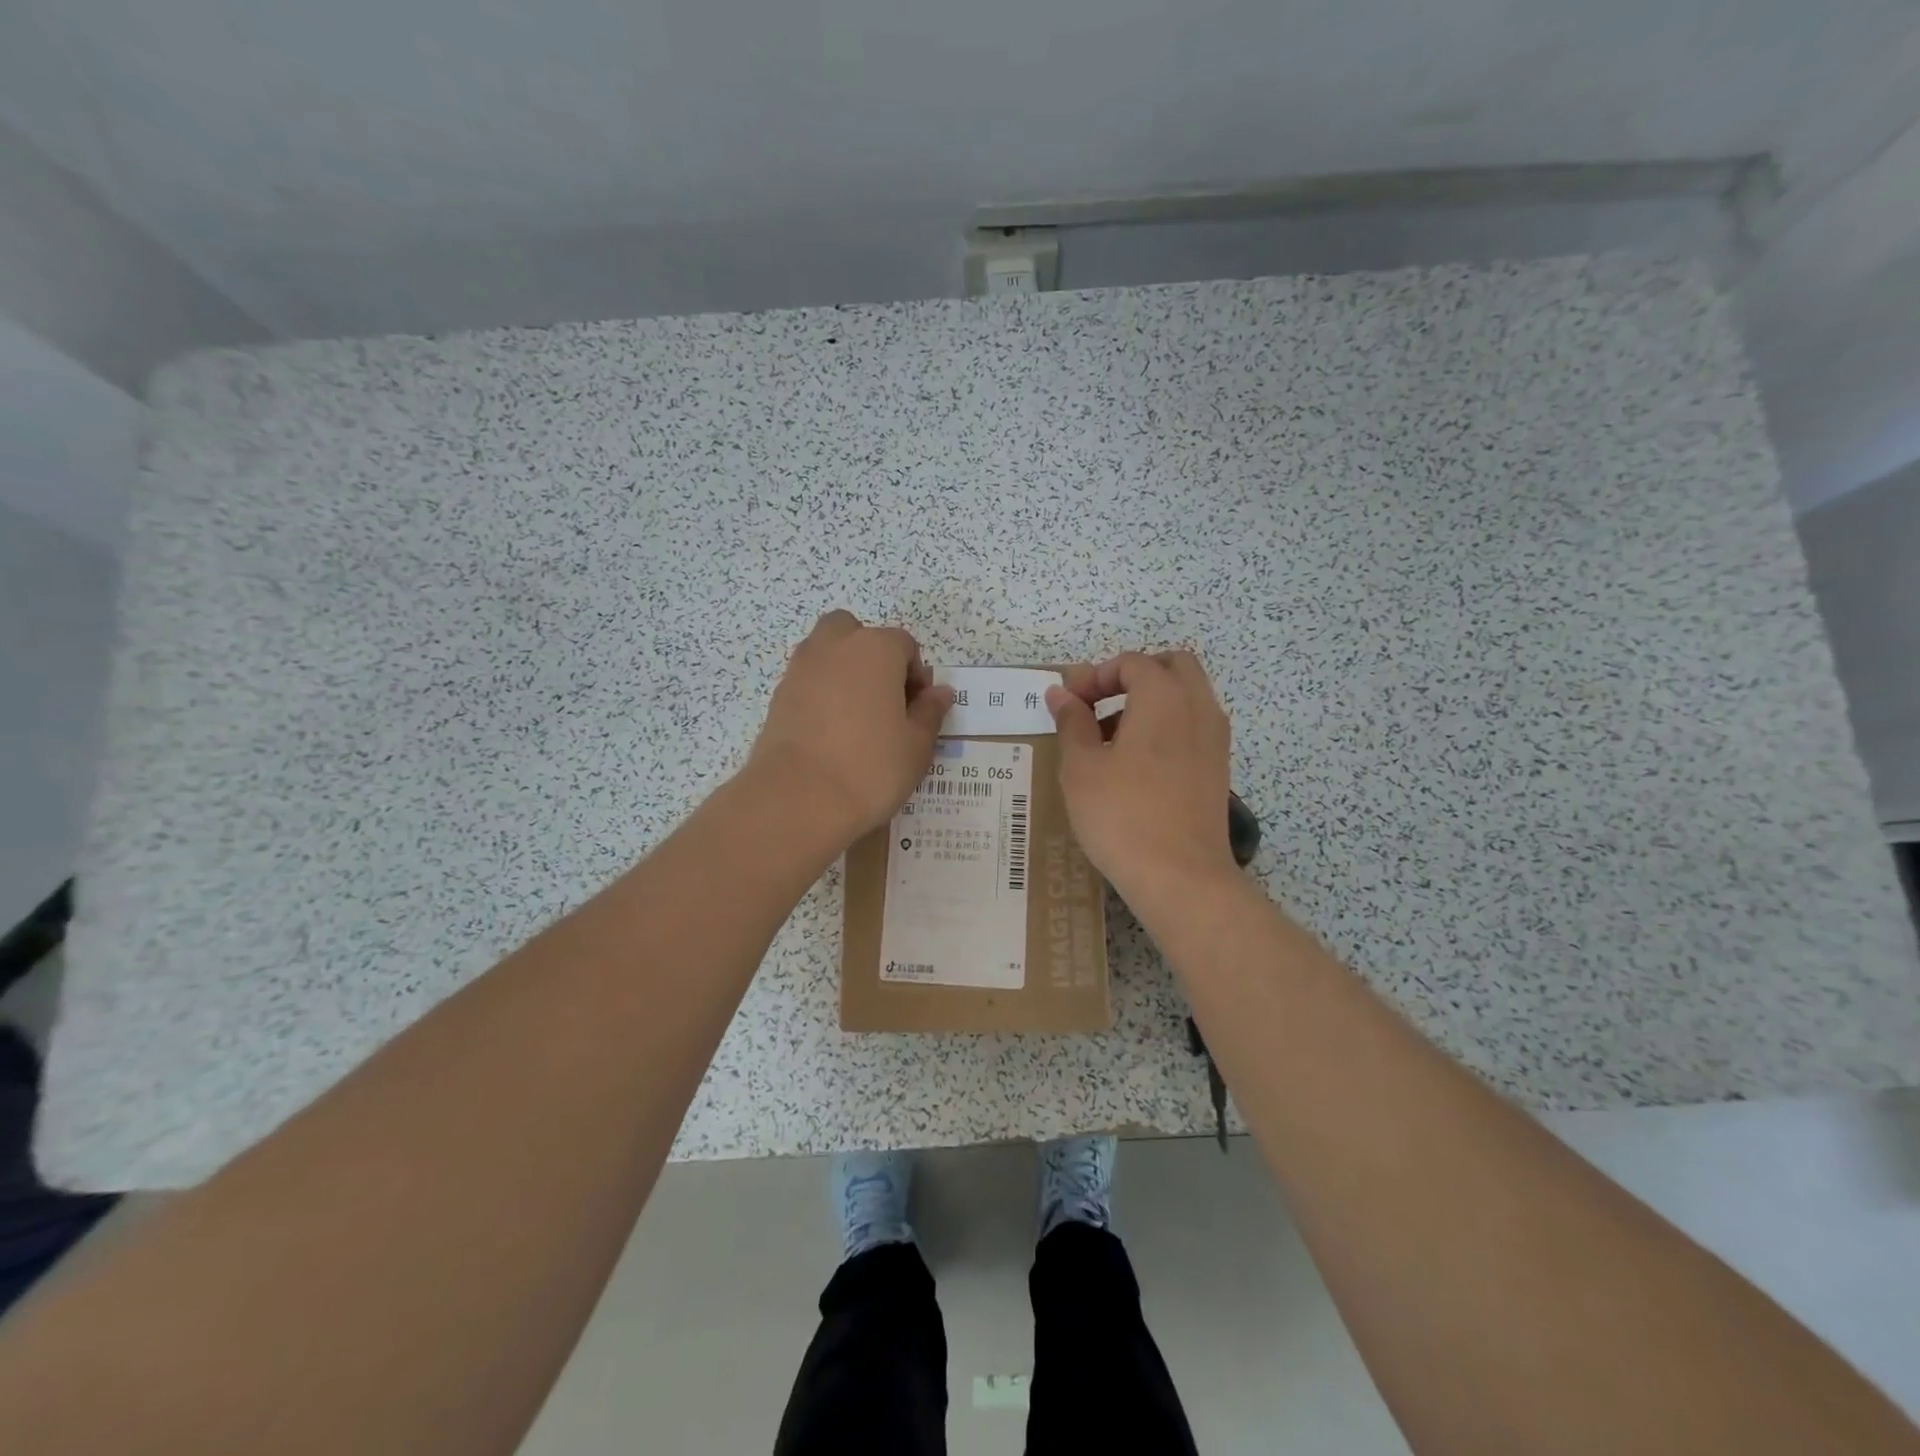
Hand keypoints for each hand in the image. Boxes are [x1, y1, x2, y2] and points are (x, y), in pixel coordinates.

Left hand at [748, 611, 952, 840]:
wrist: (798, 798)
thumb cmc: (871, 768)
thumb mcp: (916, 745)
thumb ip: (929, 712)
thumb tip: (939, 692)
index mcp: (875, 649)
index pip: (904, 645)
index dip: (916, 676)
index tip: (917, 710)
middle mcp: (835, 647)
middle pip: (855, 633)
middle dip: (871, 656)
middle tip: (884, 699)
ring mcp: (801, 669)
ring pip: (827, 653)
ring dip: (844, 672)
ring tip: (857, 718)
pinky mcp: (778, 696)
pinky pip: (808, 681)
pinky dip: (821, 695)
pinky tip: (830, 733)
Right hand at [1046, 650, 1237, 902]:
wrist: (1181, 877)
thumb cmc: (1122, 815)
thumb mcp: (1081, 767)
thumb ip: (1071, 722)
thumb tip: (1060, 693)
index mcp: (1164, 698)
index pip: (1132, 663)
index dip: (1095, 675)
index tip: (1069, 703)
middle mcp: (1198, 708)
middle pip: (1172, 666)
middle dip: (1132, 676)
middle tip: (1098, 704)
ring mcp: (1215, 740)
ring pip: (1186, 696)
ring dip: (1150, 701)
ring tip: (1110, 739)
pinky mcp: (1218, 769)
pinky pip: (1193, 726)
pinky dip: (1167, 726)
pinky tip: (1136, 765)